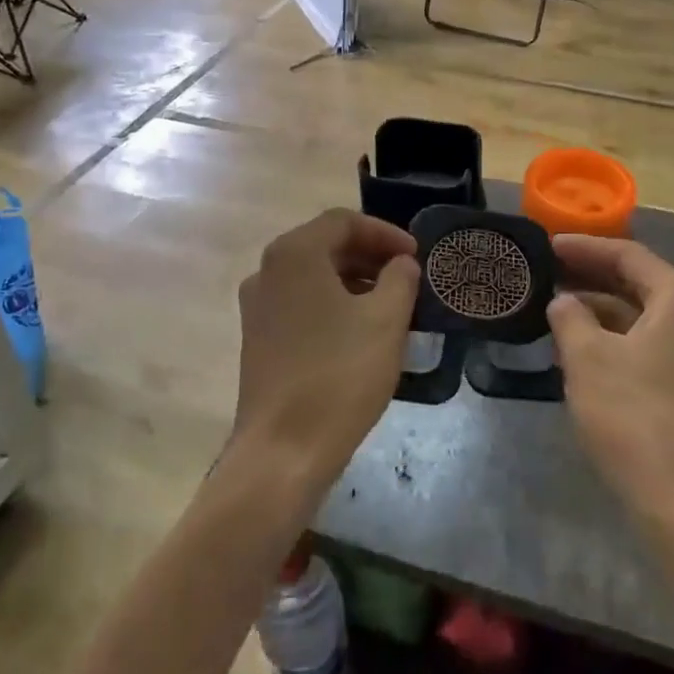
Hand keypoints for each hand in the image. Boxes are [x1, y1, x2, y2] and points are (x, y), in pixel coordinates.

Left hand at [233, 209, 419, 485]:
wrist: (283, 451)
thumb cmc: (339, 375)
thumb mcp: (386, 320)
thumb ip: (400, 278)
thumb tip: (401, 263)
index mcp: (294, 254)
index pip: (344, 221)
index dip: (385, 233)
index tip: (416, 255)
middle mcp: (267, 270)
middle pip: (325, 244)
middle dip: (370, 255)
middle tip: (407, 276)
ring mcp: (258, 306)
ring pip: (313, 275)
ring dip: (354, 279)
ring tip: (391, 303)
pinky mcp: (258, 337)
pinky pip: (301, 302)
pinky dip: (333, 302)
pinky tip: (361, 329)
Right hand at [547, 236, 673, 524]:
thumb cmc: (635, 415)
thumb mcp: (588, 358)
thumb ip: (570, 317)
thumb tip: (562, 301)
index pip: (627, 254)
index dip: (584, 247)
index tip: (546, 246)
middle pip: (637, 281)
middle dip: (590, 275)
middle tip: (546, 272)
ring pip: (639, 315)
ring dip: (598, 309)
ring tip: (553, 307)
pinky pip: (645, 344)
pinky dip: (612, 338)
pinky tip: (577, 348)